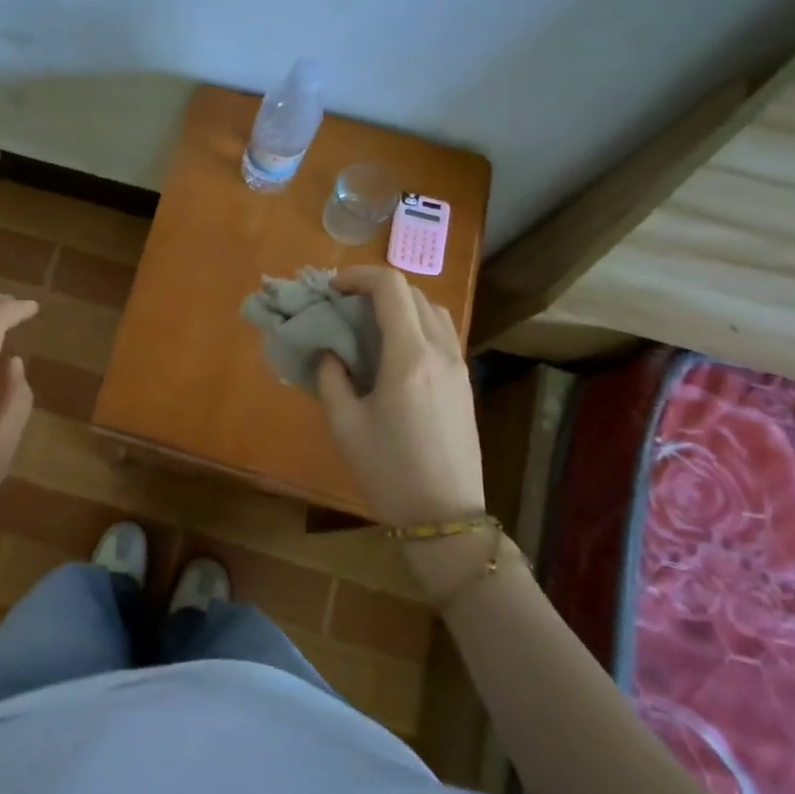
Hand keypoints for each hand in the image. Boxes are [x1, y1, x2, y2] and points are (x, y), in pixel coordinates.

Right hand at [316, 266, 484, 525]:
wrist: (445, 517)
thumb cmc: (388, 471)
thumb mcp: (345, 425)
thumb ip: (331, 378)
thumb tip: (330, 352)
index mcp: (409, 356)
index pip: (390, 288)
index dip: (358, 276)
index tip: (331, 289)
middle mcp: (440, 351)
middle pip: (413, 293)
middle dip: (375, 288)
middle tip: (342, 306)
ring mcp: (458, 367)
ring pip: (432, 311)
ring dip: (399, 304)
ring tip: (367, 324)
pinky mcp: (464, 384)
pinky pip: (441, 334)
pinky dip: (415, 324)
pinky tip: (392, 352)